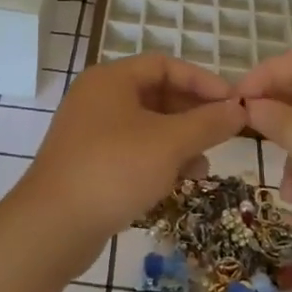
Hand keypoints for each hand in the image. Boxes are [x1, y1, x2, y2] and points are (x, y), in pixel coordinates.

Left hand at [6, 54, 246, 266]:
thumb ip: (208, 123)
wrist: (52, 227)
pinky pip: (132, 151)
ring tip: (204, 165)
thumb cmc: (114, 170)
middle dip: (193, 114)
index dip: (202, 80)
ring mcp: (89, 132)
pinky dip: (158, 160)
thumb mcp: (169, 143)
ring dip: (179, 141)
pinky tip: (178, 182)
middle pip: (155, 94)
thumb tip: (239, 109)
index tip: (233, 103)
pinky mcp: (88, 163)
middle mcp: (97, 98)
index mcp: (111, 79)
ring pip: (146, 126)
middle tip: (224, 133)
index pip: (165, 65)